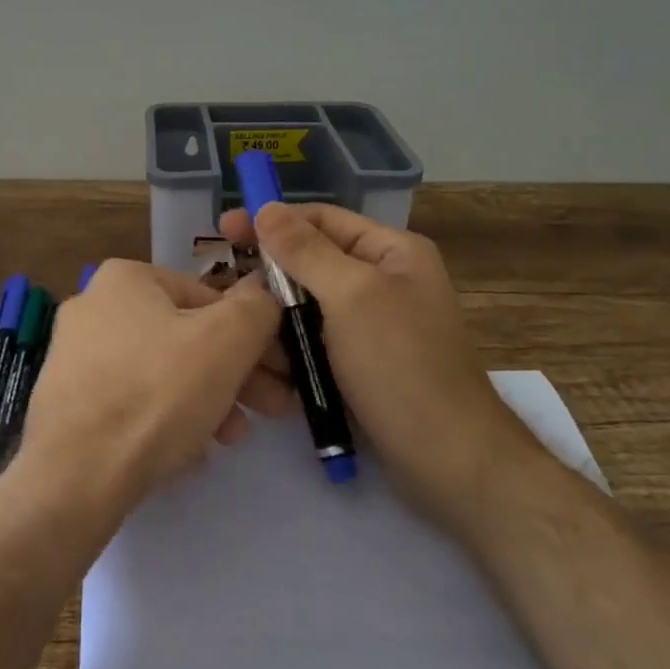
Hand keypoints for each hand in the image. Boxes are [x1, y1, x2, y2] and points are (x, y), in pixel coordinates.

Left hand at [13, 259, 289, 521]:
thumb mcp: (226, 340)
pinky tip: (190, 451)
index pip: (209, 298)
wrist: (77, 473)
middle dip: (234, 374)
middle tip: (271, 410)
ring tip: (231, 438)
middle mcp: (93, 306)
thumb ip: (256, 309)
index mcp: (125, 278)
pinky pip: (132, 401)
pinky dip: (166, 419)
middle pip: (185, 337)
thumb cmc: (157, 393)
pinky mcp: (69, 401)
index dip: (253, 336)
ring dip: (207, 400)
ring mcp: (75, 355)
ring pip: (162, 372)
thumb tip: (263, 296)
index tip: (280, 374)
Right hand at [219, 202, 546, 534]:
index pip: (320, 219)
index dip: (271, 221)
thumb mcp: (351, 296)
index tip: (222, 230)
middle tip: (222, 292)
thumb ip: (305, 250)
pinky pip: (311, 342)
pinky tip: (261, 365)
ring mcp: (369, 326)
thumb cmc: (400, 365)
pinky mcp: (357, 364)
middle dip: (266, 278)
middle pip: (308, 263)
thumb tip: (266, 208)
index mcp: (391, 252)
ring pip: (303, 307)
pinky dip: (287, 349)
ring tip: (237, 335)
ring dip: (272, 320)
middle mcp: (381, 281)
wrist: (447, 460)